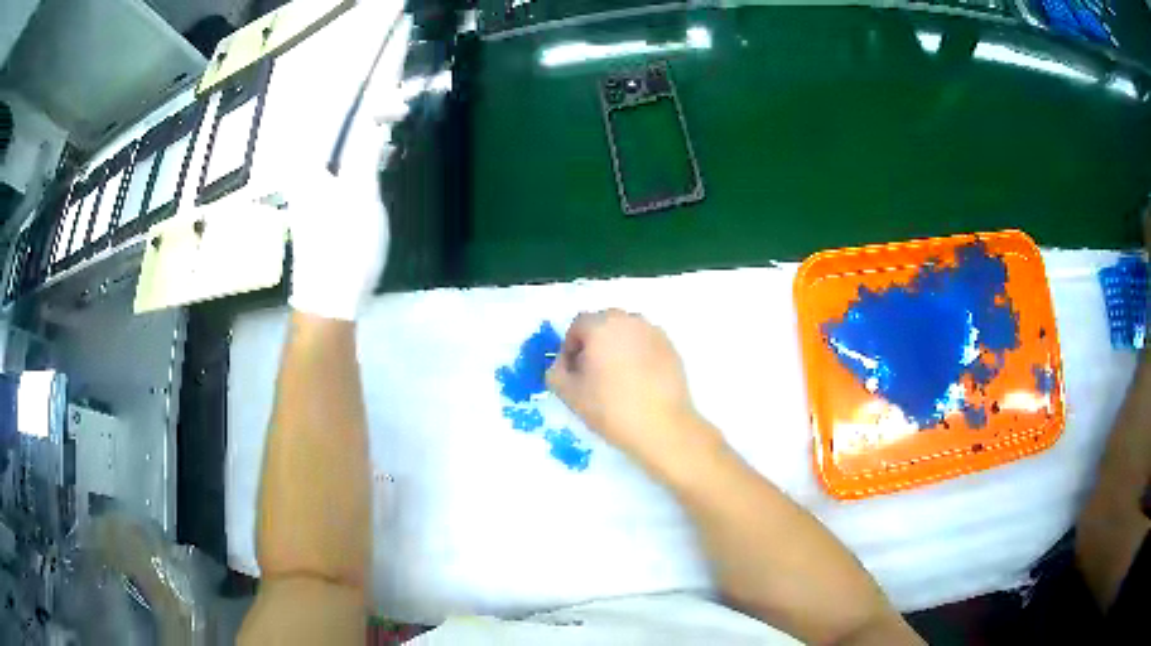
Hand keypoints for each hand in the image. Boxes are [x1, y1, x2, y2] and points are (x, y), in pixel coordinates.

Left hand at [285, 5, 410, 320]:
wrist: (329, 301)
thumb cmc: (343, 249)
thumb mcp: (361, 194)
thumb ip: (367, 146)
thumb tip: (378, 107)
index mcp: (312, 157)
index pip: (346, 100)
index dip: (372, 70)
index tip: (393, 39)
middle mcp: (309, 161)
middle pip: (343, 112)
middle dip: (372, 87)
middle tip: (398, 65)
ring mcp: (317, 179)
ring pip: (346, 132)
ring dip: (371, 114)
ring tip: (394, 97)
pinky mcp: (328, 194)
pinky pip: (348, 152)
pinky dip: (367, 139)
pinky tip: (382, 135)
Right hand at [546, 309, 716, 470]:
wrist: (662, 427)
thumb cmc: (611, 409)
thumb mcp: (569, 394)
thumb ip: (555, 371)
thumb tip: (563, 363)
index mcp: (602, 326)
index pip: (578, 325)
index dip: (570, 348)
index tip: (573, 373)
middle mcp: (629, 321)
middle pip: (603, 325)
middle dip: (593, 345)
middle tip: (592, 376)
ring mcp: (654, 332)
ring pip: (626, 333)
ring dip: (617, 348)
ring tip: (617, 380)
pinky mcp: (671, 348)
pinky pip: (645, 344)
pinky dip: (638, 356)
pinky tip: (638, 383)